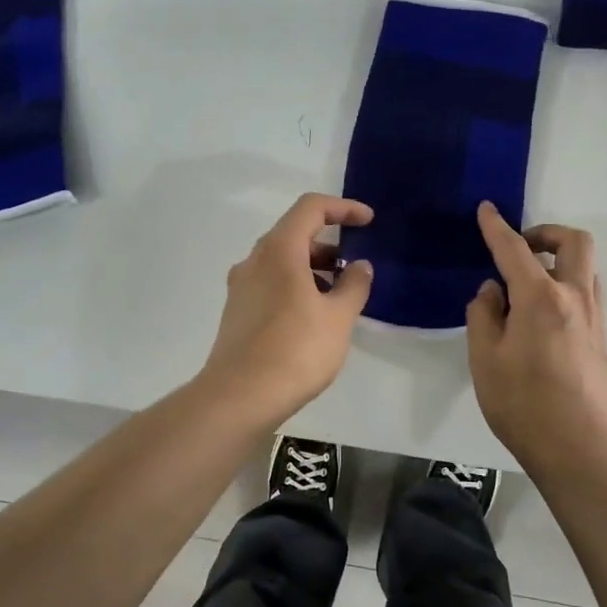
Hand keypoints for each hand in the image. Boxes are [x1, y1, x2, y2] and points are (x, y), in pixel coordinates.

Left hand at [200, 193, 374, 425]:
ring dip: (313, 268)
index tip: (368, 221)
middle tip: (355, 266)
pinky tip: (314, 316)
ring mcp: (241, 286)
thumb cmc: (296, 350)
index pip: (311, 208)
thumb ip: (354, 285)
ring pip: (282, 261)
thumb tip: (360, 266)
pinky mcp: (237, 311)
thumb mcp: (338, 317)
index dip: (343, 208)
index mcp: (280, 251)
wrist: (239, 397)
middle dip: (329, 243)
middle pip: (294, 233)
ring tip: (340, 296)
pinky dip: (296, 285)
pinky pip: (271, 283)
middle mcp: (255, 260)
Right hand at [466, 202, 606, 475]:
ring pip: (586, 268)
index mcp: (541, 297)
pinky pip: (588, 293)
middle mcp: (575, 298)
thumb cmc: (524, 405)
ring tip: (528, 285)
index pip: (515, 249)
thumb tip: (493, 292)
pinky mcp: (602, 340)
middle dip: (546, 233)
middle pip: (574, 242)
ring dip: (560, 260)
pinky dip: (567, 285)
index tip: (487, 209)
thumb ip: (484, 317)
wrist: (583, 451)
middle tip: (520, 250)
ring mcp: (595, 319)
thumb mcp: (485, 361)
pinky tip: (543, 316)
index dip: (497, 227)